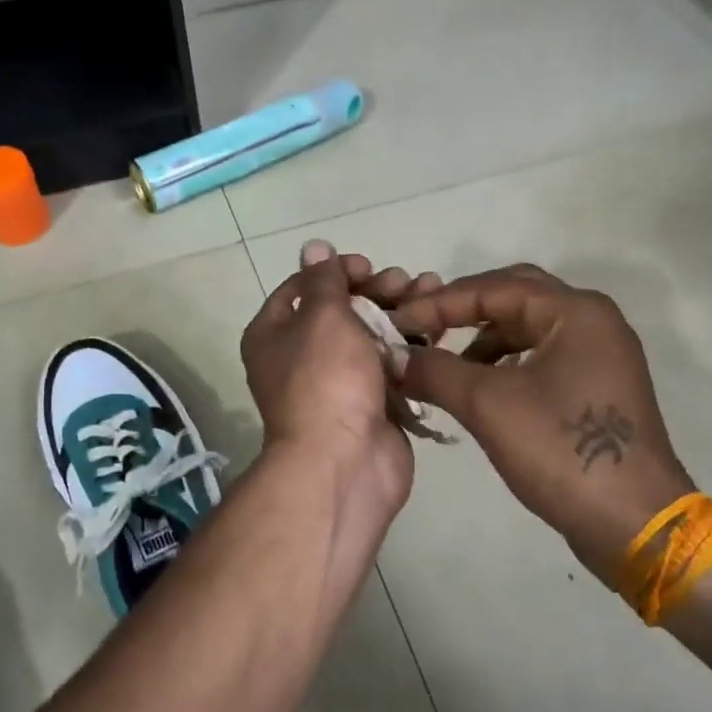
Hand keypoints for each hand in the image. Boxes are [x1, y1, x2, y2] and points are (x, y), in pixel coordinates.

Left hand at [240, 241, 441, 591]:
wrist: (344, 463)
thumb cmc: (326, 380)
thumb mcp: (322, 318)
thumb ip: (324, 281)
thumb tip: (313, 248)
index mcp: (274, 334)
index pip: (303, 288)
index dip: (336, 272)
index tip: (367, 267)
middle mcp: (301, 356)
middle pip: (341, 310)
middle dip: (376, 290)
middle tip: (406, 282)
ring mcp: (338, 382)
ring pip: (371, 335)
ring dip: (400, 311)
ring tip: (431, 293)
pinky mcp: (371, 402)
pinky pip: (391, 364)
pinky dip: (411, 345)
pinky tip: (437, 327)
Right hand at [390, 265, 694, 586]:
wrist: (634, 524)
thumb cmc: (562, 451)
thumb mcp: (488, 405)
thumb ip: (435, 370)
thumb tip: (391, 357)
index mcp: (576, 311)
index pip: (494, 287)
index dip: (440, 303)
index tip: (398, 324)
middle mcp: (593, 321)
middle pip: (514, 296)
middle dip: (463, 310)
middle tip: (422, 328)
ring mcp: (599, 355)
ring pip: (528, 328)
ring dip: (483, 338)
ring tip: (443, 363)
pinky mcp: (597, 388)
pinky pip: (541, 356)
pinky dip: (504, 363)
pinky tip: (478, 386)